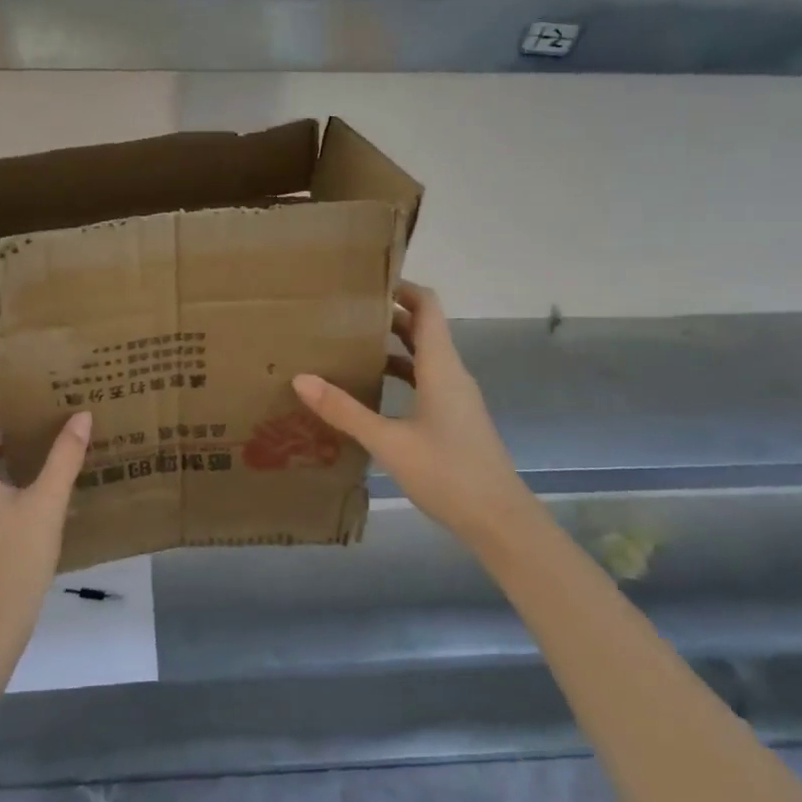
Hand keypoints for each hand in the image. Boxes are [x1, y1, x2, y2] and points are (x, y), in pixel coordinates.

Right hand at [293, 281, 519, 542]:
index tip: (366, 281)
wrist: (500, 521)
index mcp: (442, 366)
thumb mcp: (389, 442)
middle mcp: (452, 373)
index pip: (427, 306)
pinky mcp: (454, 418)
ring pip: (423, 356)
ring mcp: (455, 397)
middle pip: (423, 328)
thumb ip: (345, 410)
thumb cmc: (448, 473)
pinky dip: (400, 374)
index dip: (401, 287)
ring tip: (350, 345)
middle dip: (387, 315)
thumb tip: (301, 378)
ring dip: (392, 345)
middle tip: (344, 312)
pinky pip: (425, 381)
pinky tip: (372, 390)